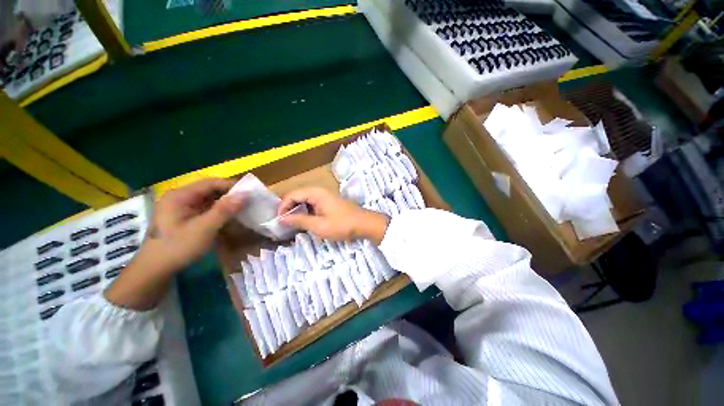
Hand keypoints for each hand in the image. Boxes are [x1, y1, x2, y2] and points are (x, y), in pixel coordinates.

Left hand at [144, 178, 243, 272]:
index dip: (231, 185)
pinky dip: (218, 211)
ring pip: (208, 199)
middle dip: (229, 194)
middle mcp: (180, 197)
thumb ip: (224, 210)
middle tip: (249, 201)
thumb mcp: (204, 229)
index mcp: (180, 196)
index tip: (250, 192)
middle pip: (209, 190)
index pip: (210, 183)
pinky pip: (205, 208)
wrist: (155, 270)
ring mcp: (181, 207)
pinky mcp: (184, 216)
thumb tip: (244, 194)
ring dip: (225, 203)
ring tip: (243, 208)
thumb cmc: (177, 247)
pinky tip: (229, 216)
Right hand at [278, 187, 388, 243]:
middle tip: (284, 223)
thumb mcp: (319, 226)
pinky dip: (306, 211)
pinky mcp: (330, 202)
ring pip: (305, 200)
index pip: (292, 194)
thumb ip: (299, 220)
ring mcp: (326, 196)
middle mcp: (320, 191)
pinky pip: (313, 203)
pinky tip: (305, 221)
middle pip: (298, 195)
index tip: (278, 221)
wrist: (365, 224)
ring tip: (292, 223)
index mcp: (316, 192)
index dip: (283, 207)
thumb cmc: (342, 225)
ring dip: (297, 210)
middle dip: (289, 208)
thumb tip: (281, 218)